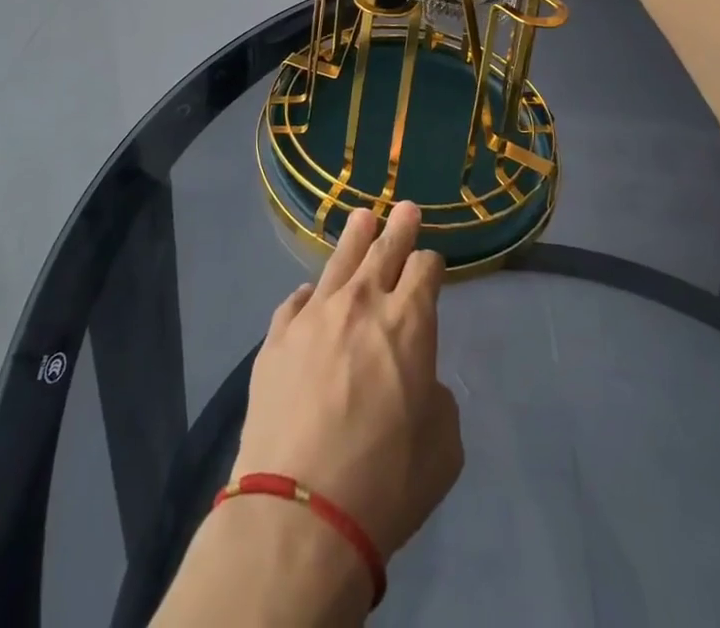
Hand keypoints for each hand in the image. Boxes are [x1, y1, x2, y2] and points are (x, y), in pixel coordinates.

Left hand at [235, 203, 462, 559]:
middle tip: (406, 209)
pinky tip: (310, 292)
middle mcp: (362, 304)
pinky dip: (309, 295)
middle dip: (399, 228)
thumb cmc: (385, 483)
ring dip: (355, 237)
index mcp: (409, 323)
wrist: (300, 511)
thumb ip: (438, 399)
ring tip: (362, 217)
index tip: (431, 265)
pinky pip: (296, 301)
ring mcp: (314, 315)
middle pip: (384, 250)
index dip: (431, 264)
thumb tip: (419, 381)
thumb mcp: (443, 449)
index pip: (424, 270)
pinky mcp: (276, 336)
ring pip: (339, 261)